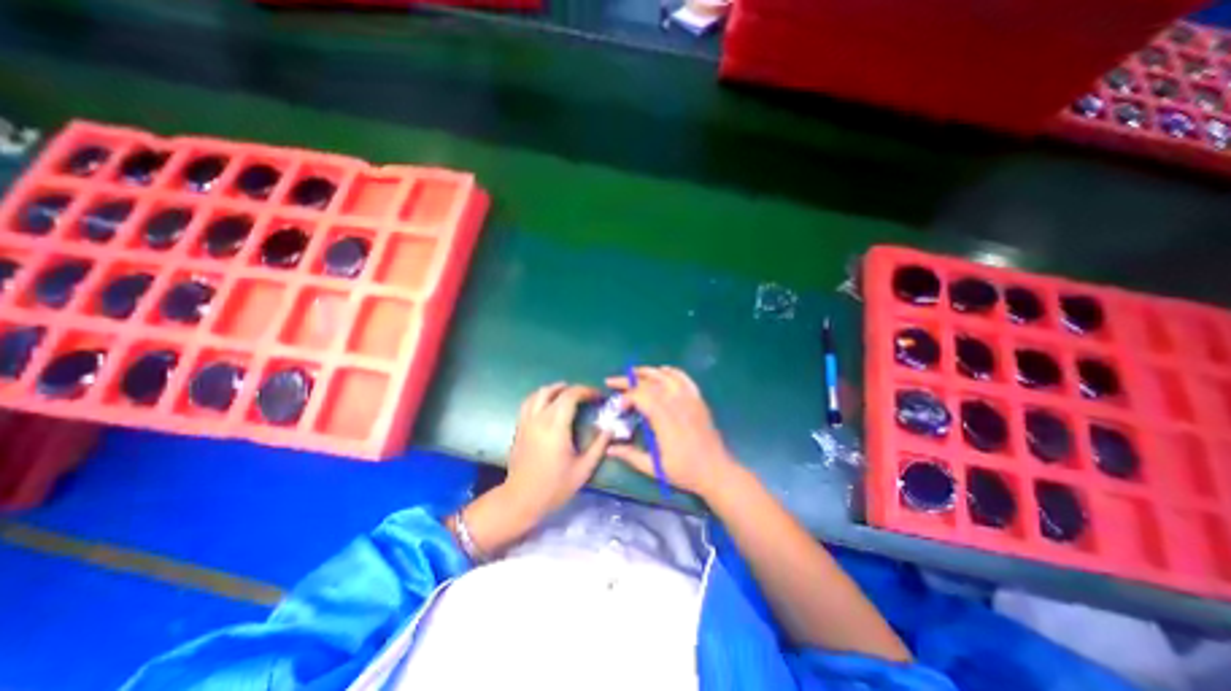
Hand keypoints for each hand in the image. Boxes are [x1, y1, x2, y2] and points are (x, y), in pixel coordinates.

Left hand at [456, 386, 608, 557]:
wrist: (521, 500)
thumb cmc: (554, 486)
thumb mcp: (583, 469)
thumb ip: (599, 446)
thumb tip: (610, 428)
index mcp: (556, 427)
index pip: (571, 396)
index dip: (586, 391)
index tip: (598, 397)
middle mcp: (539, 419)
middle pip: (554, 391)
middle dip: (573, 388)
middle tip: (586, 396)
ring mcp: (526, 422)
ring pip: (538, 393)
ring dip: (555, 389)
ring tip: (568, 394)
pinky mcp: (519, 427)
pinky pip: (529, 402)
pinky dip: (541, 397)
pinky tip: (549, 405)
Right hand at [605, 367, 727, 495]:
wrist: (716, 471)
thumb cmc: (685, 471)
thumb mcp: (654, 468)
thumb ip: (630, 456)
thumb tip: (609, 449)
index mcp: (664, 419)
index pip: (641, 396)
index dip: (626, 397)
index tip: (618, 408)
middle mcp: (676, 403)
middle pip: (649, 383)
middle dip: (628, 381)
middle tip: (612, 382)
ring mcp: (689, 399)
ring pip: (665, 376)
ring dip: (647, 372)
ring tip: (632, 372)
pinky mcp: (698, 400)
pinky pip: (684, 379)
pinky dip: (672, 372)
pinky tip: (663, 370)